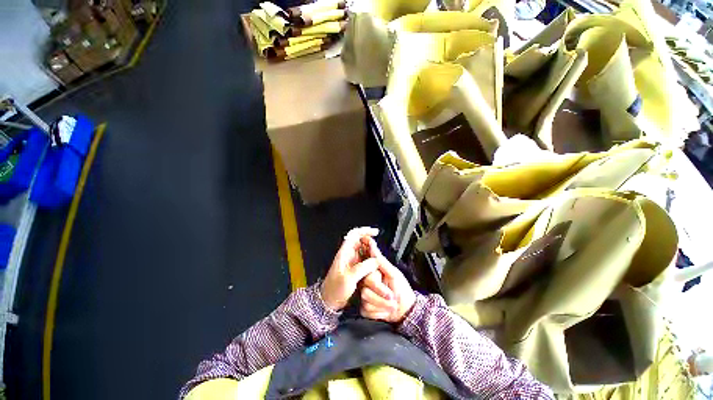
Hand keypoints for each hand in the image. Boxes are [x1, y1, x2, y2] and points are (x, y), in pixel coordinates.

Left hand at [321, 227, 391, 310]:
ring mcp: (352, 261)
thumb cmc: (335, 289)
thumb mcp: (349, 278)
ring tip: (378, 258)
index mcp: (344, 252)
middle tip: (377, 251)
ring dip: (372, 252)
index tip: (375, 232)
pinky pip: (365, 259)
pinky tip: (376, 265)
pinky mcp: (355, 268)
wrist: (330, 301)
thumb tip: (376, 260)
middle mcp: (348, 254)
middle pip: (361, 241)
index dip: (365, 231)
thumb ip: (363, 268)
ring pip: (364, 250)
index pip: (354, 235)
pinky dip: (371, 260)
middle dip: (370, 243)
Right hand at [360, 240, 415, 323]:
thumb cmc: (400, 288)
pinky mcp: (363, 307)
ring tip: (391, 304)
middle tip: (393, 297)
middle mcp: (365, 282)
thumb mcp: (393, 273)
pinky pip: (366, 310)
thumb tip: (372, 245)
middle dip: (382, 295)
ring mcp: (363, 295)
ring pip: (365, 299)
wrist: (404, 309)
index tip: (384, 284)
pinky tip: (384, 310)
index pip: (368, 274)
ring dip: (382, 304)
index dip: (377, 283)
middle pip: (365, 288)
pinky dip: (379, 312)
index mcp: (372, 272)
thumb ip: (381, 261)